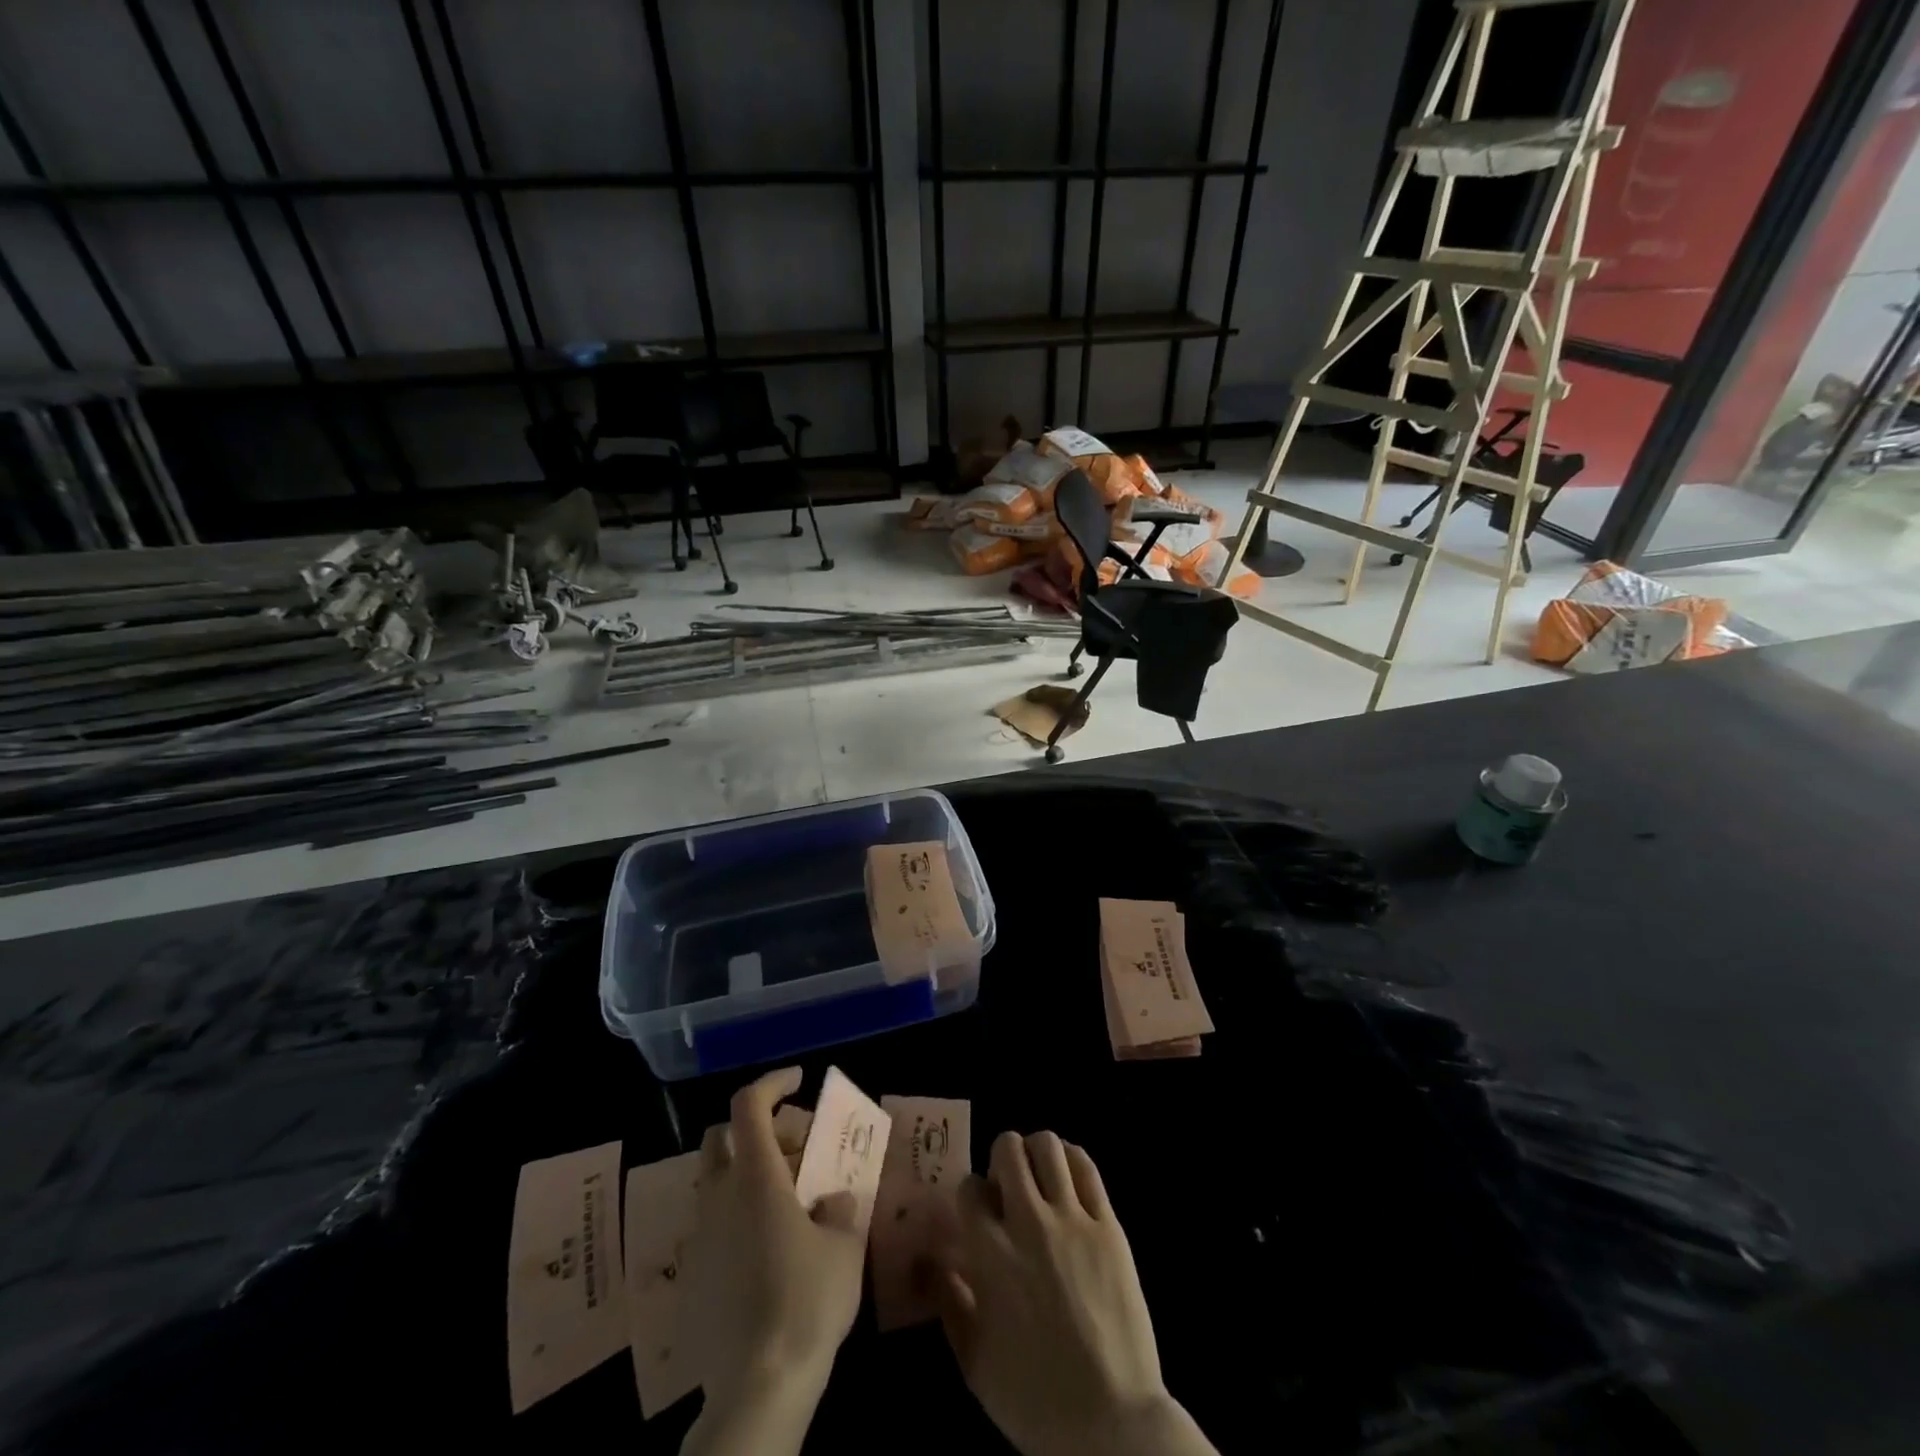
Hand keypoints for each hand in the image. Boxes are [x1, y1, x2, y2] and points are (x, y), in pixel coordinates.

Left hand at [680, 1068, 862, 1455]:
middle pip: (723, 1137)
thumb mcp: (843, 1246)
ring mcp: (700, 1238)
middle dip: (759, 1128)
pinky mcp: (693, 1277)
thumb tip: (831, 1199)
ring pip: (718, 1181)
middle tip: (798, 1147)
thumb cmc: (806, 1302)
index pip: (749, 1105)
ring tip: (795, 1199)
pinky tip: (774, 1248)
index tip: (799, 1081)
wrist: (756, 1390)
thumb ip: (839, 1209)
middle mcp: (719, 1198)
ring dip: (752, 1173)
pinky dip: (742, 1214)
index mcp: (755, 1178)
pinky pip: (716, 1224)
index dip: (773, 1082)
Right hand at [929, 1132, 1216, 1455]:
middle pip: (1008, 1149)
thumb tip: (931, 1261)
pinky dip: (1072, 1160)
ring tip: (1039, 1178)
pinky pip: (1087, 1167)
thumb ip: (949, 1304)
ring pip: (1049, 1145)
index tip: (979, 1213)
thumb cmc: (1036, 1400)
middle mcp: (1029, 1223)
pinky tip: (1067, 1179)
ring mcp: (1073, 1220)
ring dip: (1036, 1152)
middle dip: (1001, 1159)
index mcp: (991, 1254)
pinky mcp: (1108, 1224)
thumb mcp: (975, 1363)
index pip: (970, 1187)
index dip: (971, 1195)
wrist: (1113, 1422)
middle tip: (1008, 1188)